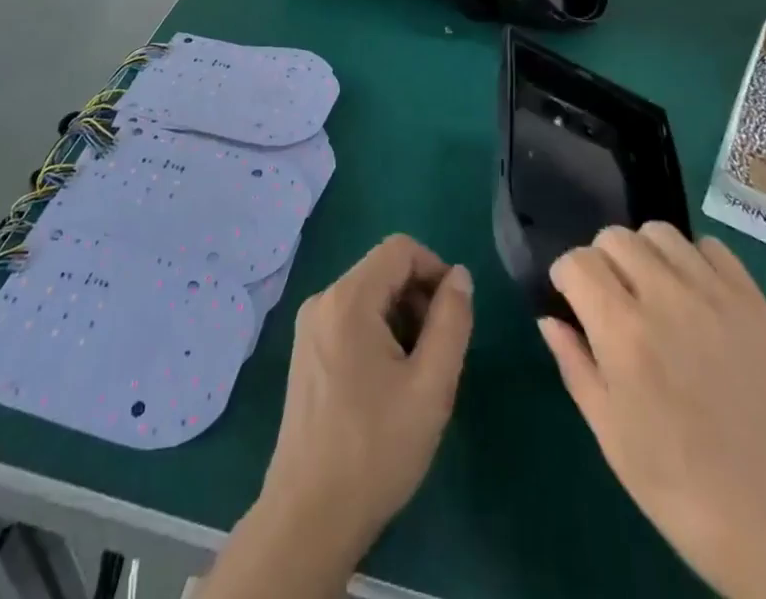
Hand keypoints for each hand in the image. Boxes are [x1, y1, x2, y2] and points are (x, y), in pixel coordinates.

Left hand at [262, 234, 473, 558]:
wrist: (309, 516)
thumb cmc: (376, 448)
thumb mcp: (431, 385)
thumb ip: (452, 321)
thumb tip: (460, 276)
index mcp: (348, 298)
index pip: (400, 249)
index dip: (435, 270)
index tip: (454, 315)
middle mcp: (323, 300)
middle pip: (383, 270)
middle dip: (419, 298)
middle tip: (438, 353)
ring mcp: (309, 326)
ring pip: (368, 296)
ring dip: (401, 319)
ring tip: (415, 374)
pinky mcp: (305, 352)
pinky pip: (350, 319)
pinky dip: (378, 334)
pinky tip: (387, 384)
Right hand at [542, 226, 765, 598]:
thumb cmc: (688, 494)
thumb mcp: (614, 441)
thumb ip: (576, 368)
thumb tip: (551, 319)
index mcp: (623, 333)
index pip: (577, 262)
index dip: (567, 278)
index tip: (573, 302)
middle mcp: (665, 298)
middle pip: (614, 237)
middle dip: (602, 260)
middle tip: (613, 300)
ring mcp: (714, 295)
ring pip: (660, 232)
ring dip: (645, 253)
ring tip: (653, 292)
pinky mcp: (754, 301)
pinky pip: (711, 248)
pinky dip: (693, 260)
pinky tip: (696, 297)